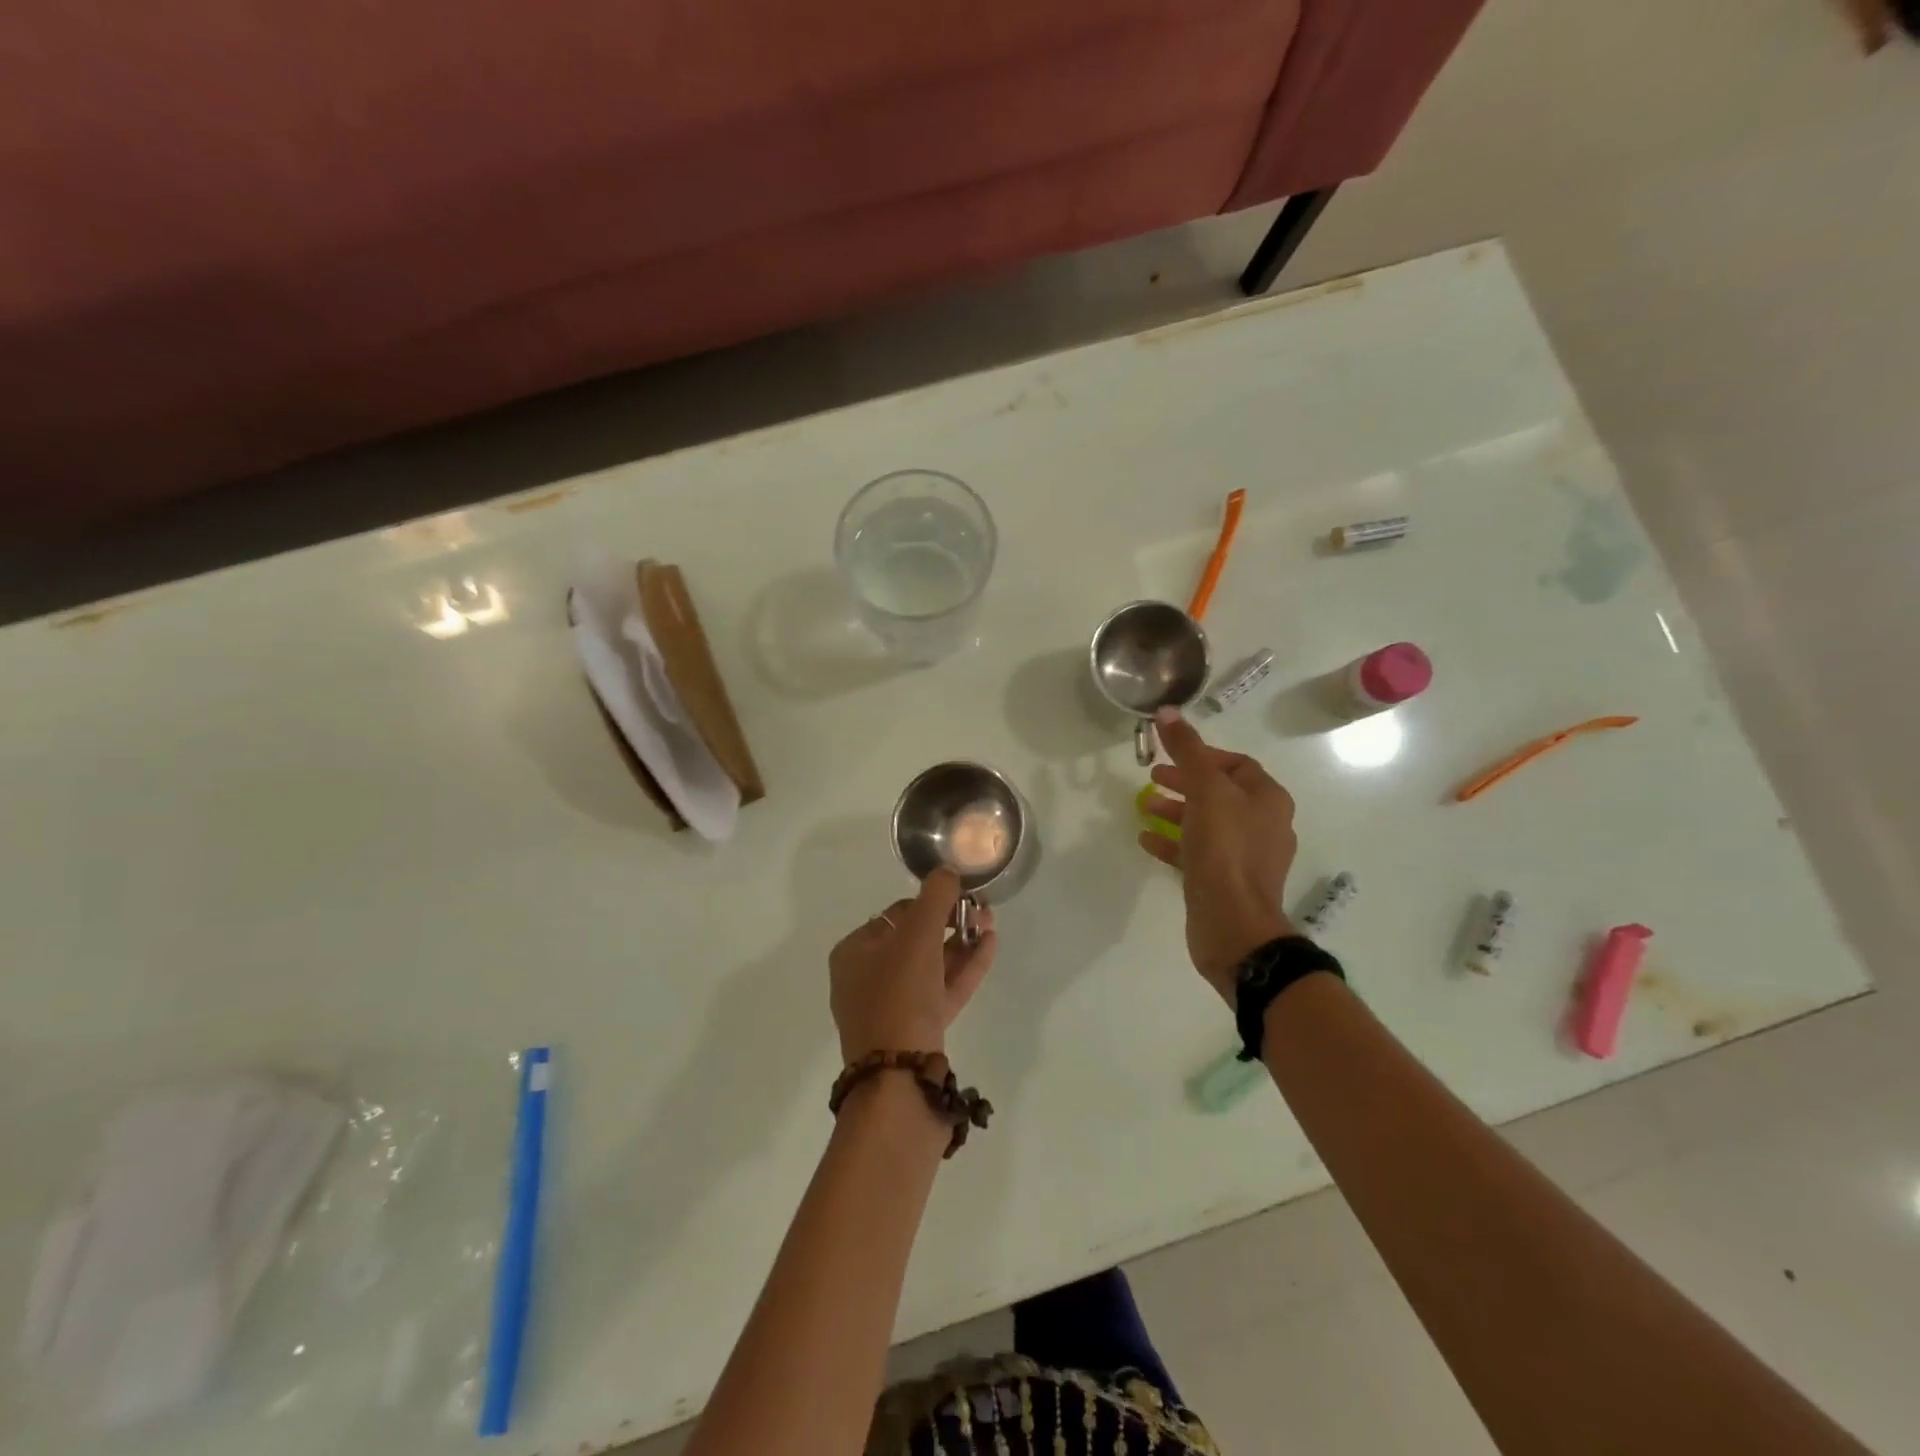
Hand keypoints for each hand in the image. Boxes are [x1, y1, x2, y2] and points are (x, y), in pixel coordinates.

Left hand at [829, 869, 998, 1062]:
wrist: (900, 1080)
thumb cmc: (899, 995)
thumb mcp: (917, 935)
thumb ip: (935, 897)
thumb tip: (948, 871)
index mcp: (854, 952)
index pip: (896, 914)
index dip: (930, 902)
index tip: (961, 895)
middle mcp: (867, 978)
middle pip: (915, 940)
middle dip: (951, 922)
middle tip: (982, 911)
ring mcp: (892, 1009)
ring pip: (931, 967)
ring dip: (961, 944)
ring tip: (990, 924)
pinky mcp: (916, 1032)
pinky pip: (941, 991)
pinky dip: (964, 970)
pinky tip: (989, 947)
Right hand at [1137, 708, 1298, 1001]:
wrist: (1233, 924)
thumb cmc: (1225, 850)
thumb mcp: (1205, 791)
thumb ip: (1186, 750)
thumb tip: (1166, 711)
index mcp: (1268, 800)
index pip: (1238, 764)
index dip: (1204, 755)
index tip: (1171, 755)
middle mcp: (1263, 825)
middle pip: (1220, 793)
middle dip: (1185, 782)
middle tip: (1153, 777)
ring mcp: (1246, 857)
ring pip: (1207, 823)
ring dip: (1176, 811)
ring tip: (1144, 806)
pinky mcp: (1226, 882)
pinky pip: (1198, 853)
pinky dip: (1174, 842)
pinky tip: (1147, 840)